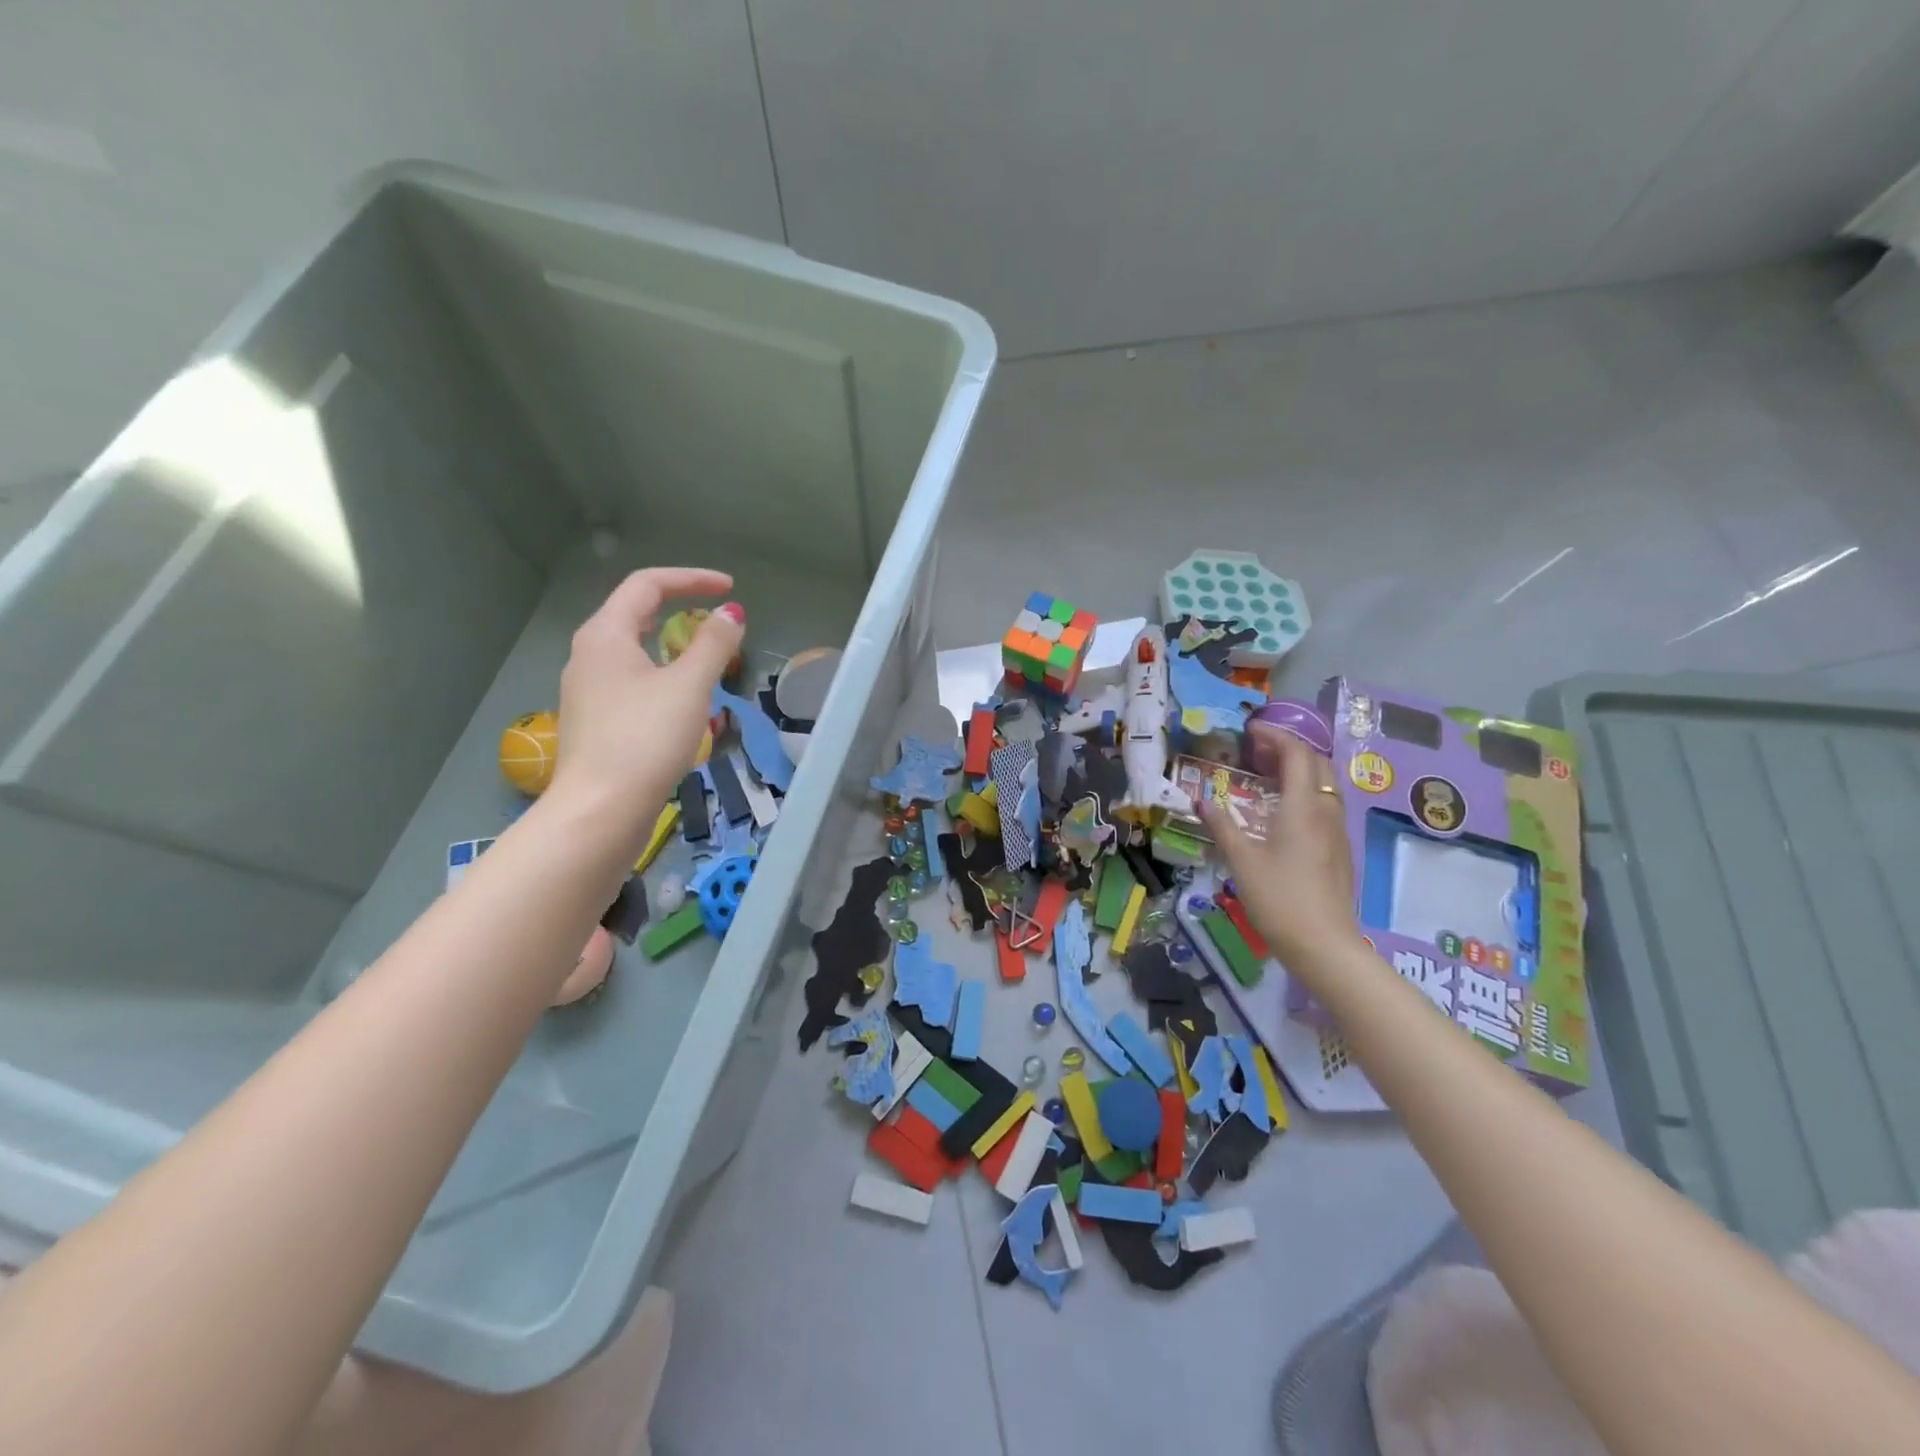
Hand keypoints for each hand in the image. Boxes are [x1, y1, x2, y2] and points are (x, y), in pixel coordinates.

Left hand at [551, 568, 744, 833]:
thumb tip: (732, 613)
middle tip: (717, 622)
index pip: (647, 585)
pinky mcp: (595, 721)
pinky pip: (631, 681)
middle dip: (679, 609)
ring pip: (633, 651)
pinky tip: (682, 702)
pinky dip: (661, 676)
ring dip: (672, 646)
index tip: (729, 589)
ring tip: (705, 661)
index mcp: (605, 635)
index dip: (691, 579)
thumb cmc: (645, 739)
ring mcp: (588, 690)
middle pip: (635, 614)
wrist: (600, 810)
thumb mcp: (689, 686)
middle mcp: (588, 655)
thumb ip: (713, 644)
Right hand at [1201, 732, 1359, 971]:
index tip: (1249, 730)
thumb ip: (1222, 826)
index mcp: (1303, 807)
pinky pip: (1325, 803)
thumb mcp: (1242, 860)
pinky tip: (1282, 810)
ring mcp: (1337, 830)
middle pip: (1316, 763)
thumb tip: (1201, 800)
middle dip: (1287, 748)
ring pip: (1324, 783)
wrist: (1324, 944)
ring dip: (1299, 769)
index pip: (1296, 753)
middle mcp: (1326, 811)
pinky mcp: (1339, 849)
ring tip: (1267, 774)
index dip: (1274, 735)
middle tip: (1255, 750)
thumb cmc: (1279, 899)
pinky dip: (1304, 791)